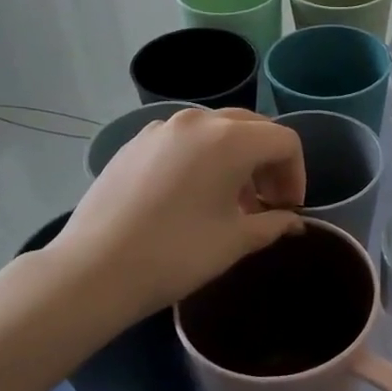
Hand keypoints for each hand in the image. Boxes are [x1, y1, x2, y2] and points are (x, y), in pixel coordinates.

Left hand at [48, 108, 304, 318]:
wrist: (94, 270)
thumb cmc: (177, 254)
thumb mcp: (235, 241)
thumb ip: (273, 224)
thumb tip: (292, 222)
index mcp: (230, 139)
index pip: (284, 141)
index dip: (297, 174)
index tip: (289, 210)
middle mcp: (198, 121)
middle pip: (252, 128)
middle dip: (268, 163)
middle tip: (266, 203)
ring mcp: (161, 128)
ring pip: (215, 131)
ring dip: (235, 160)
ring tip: (229, 203)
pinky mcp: (135, 143)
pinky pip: (183, 141)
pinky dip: (201, 159)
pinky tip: (190, 197)